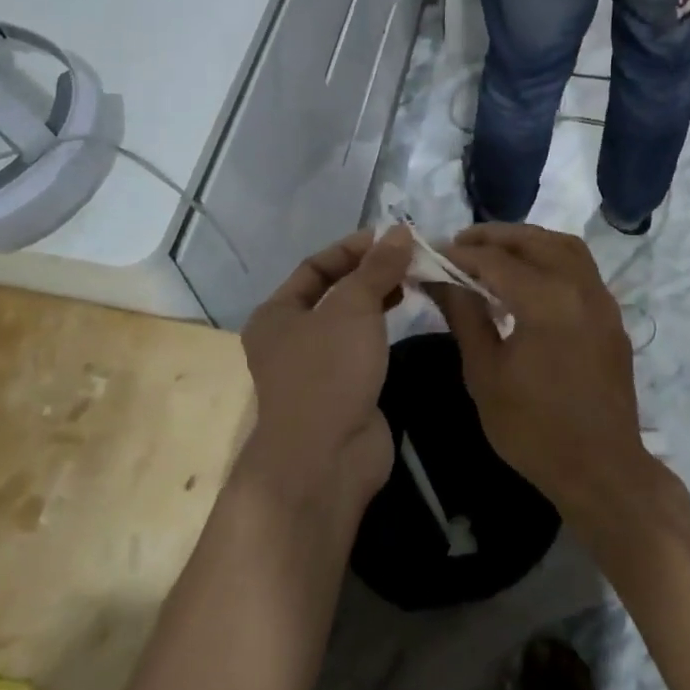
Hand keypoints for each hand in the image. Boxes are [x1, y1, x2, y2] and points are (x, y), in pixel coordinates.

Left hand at [238, 227, 413, 508]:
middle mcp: (289, 338)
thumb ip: (377, 268)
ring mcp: (316, 368)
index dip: (352, 249)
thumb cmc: (328, 371)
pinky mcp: (342, 391)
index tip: (391, 238)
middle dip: (369, 273)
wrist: (325, 458)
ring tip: (413, 281)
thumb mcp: (353, 307)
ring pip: (349, 321)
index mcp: (276, 314)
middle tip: (409, 259)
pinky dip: (382, 329)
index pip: (315, 266)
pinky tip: (406, 317)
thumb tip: (399, 230)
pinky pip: (362, 348)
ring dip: (378, 299)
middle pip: (333, 292)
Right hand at [428, 224, 653, 535]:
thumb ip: (464, 316)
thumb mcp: (485, 373)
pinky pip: (580, 268)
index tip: (432, 254)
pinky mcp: (611, 316)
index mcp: (546, 301)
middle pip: (534, 241)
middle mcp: (579, 287)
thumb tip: (439, 279)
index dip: (459, 255)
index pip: (495, 260)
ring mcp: (602, 300)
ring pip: (564, 246)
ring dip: (527, 242)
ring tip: (494, 253)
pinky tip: (528, 278)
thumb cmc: (533, 429)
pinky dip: (551, 258)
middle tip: (460, 244)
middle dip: (494, 237)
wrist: (601, 471)